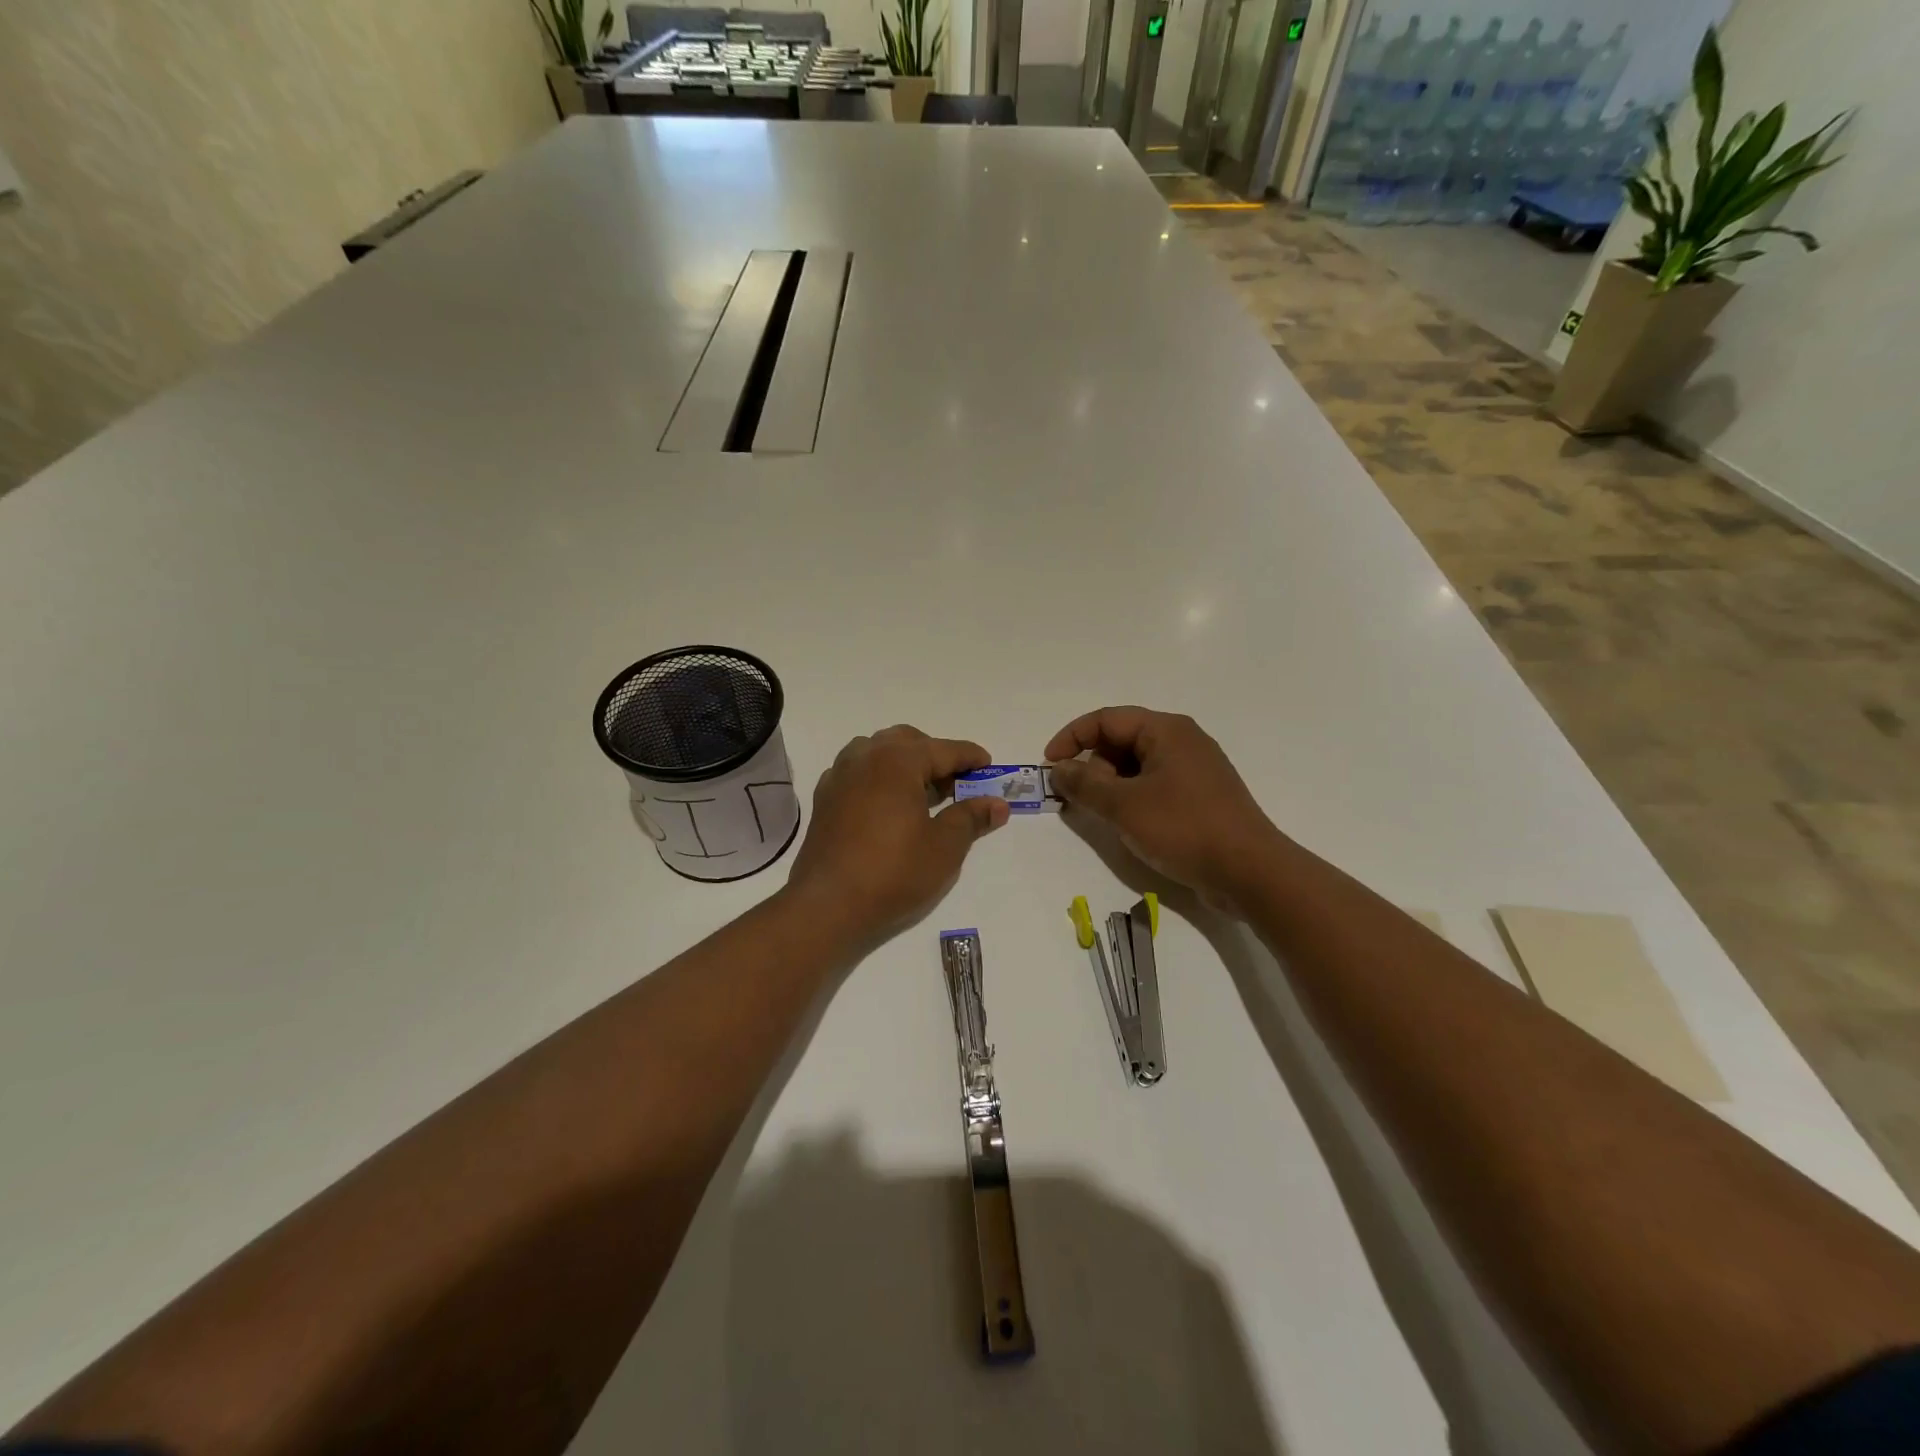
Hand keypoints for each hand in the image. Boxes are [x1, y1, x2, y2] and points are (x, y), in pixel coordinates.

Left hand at [786, 726, 1009, 944]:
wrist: (828, 905)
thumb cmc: (893, 872)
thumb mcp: (945, 847)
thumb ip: (971, 817)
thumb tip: (997, 804)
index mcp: (897, 761)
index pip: (943, 749)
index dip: (970, 757)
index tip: (989, 765)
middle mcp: (865, 757)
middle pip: (907, 742)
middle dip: (935, 755)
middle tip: (956, 783)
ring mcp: (839, 776)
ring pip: (878, 752)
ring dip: (904, 763)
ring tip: (922, 793)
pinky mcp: (825, 798)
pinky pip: (858, 772)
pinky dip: (879, 777)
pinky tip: (888, 806)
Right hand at [1045, 707, 1285, 911]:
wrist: (1249, 871)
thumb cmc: (1183, 828)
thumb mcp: (1123, 805)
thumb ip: (1084, 783)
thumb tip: (1057, 769)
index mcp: (1166, 730)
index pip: (1106, 719)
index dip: (1071, 738)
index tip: (1049, 766)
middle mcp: (1182, 740)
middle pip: (1121, 740)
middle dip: (1092, 765)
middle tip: (1079, 798)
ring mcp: (1194, 769)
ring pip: (1137, 765)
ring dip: (1111, 785)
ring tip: (1102, 816)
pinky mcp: (1200, 796)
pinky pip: (1154, 785)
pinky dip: (1132, 797)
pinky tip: (1128, 824)